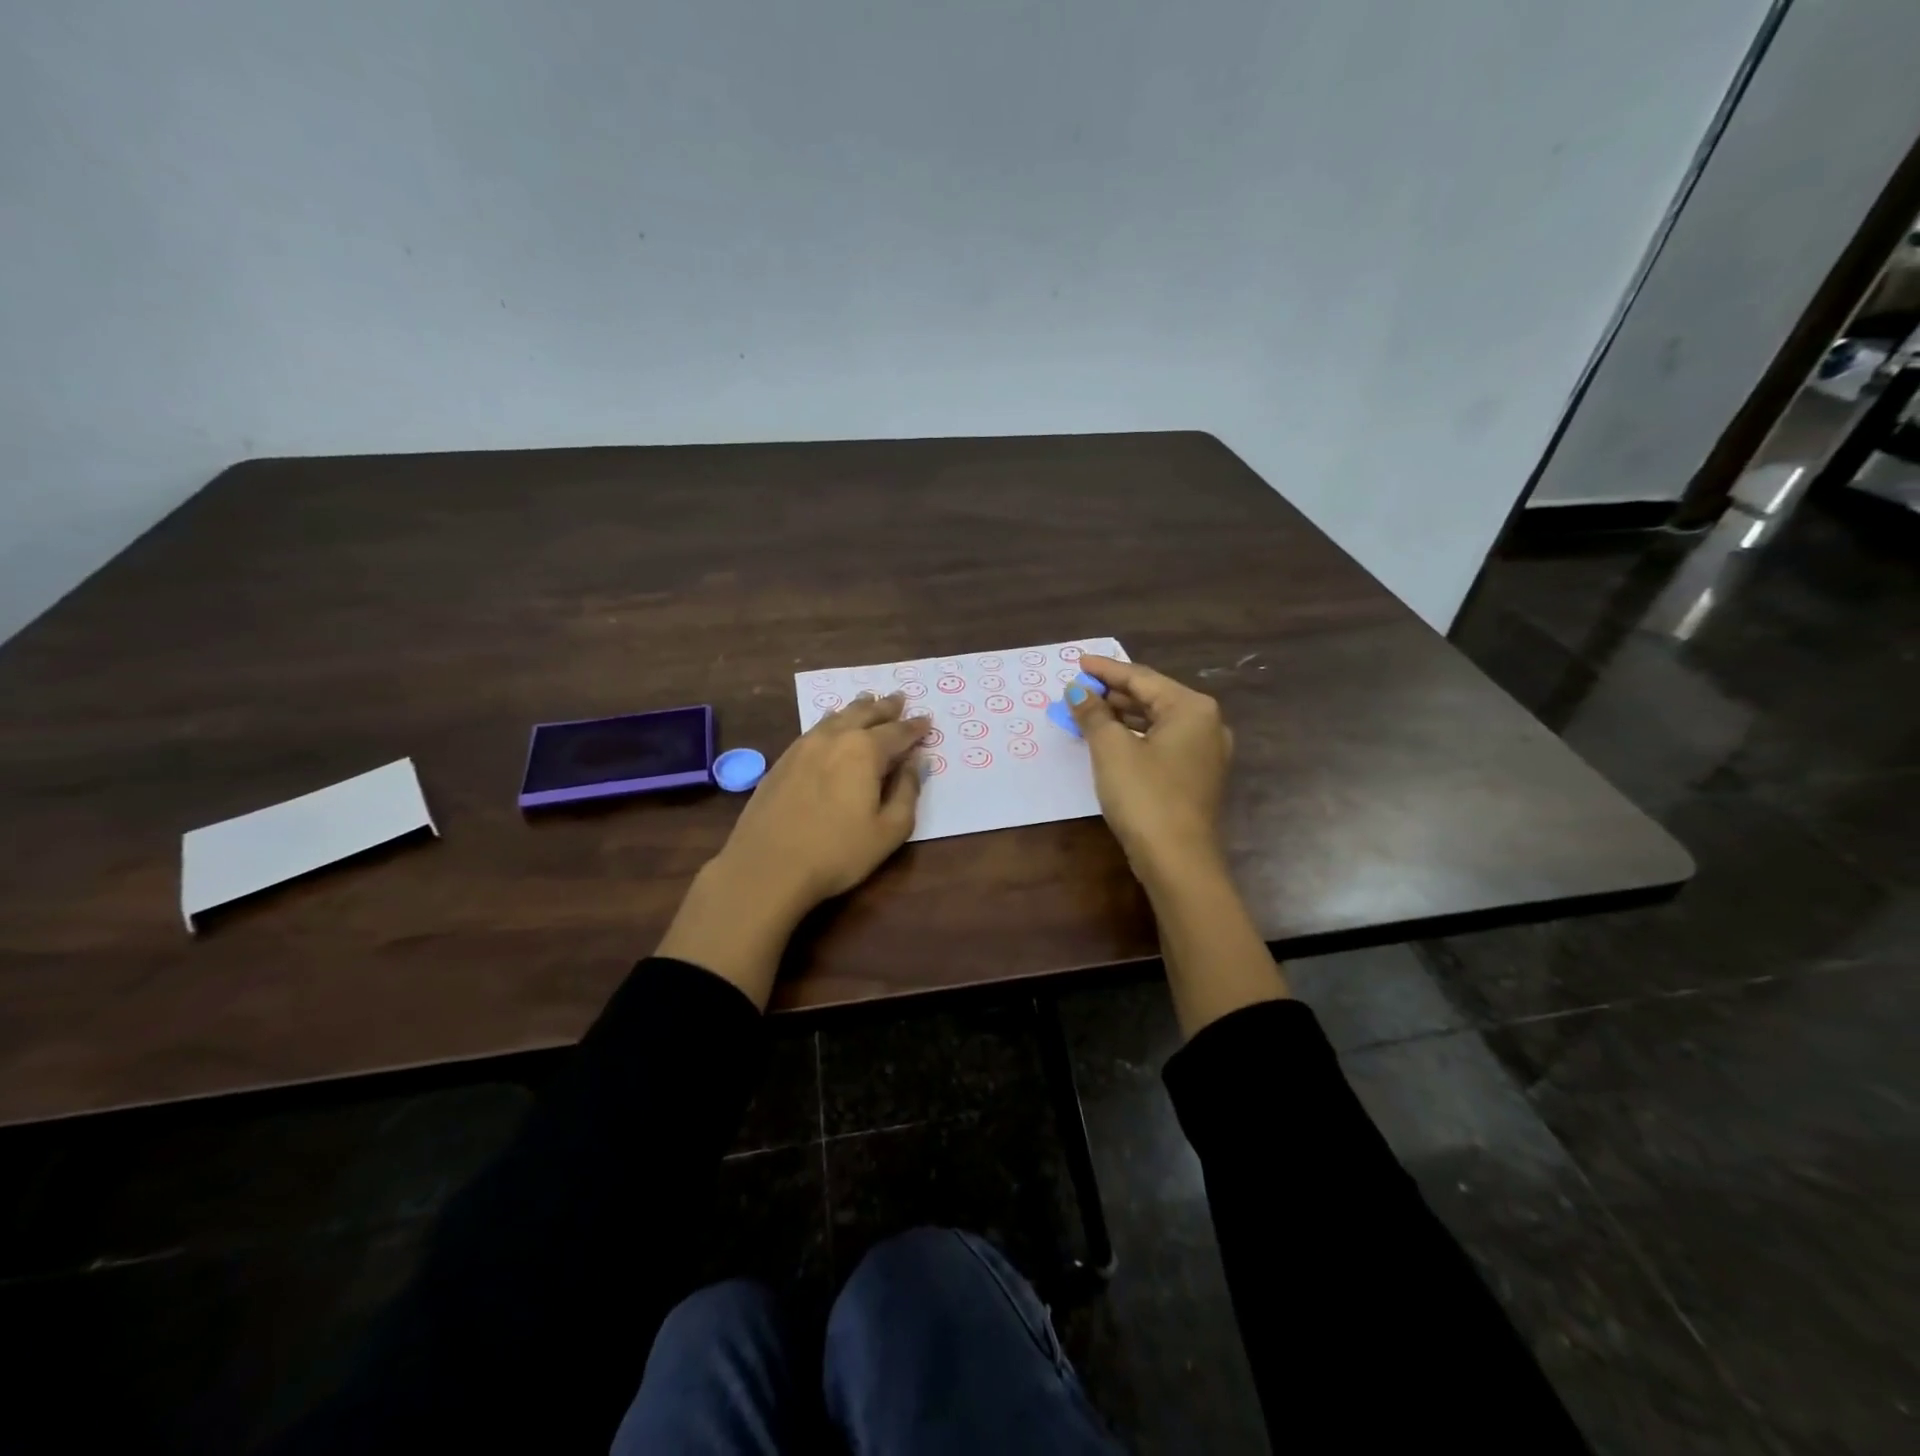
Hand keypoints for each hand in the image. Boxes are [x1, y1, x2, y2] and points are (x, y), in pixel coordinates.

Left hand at [658, 692, 926, 1007]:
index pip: (898, 732)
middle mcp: (835, 738)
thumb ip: (907, 791)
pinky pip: (815, 728)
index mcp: (865, 751)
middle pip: (866, 714)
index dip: (915, 727)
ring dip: (858, 708)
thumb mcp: (889, 830)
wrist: (767, 866)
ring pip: (837, 716)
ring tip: (869, 700)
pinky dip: (832, 720)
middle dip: (886, 707)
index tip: (928, 720)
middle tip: (900, 698)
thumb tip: (917, 761)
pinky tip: (831, 723)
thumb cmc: (837, 852)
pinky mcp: (783, 760)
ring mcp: (804, 746)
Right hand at [1070, 657, 1283, 1034]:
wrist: (1179, 862)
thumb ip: (1093, 714)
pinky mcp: (1198, 777)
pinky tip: (1111, 742)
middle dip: (1113, 694)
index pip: (1141, 678)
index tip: (1077, 662)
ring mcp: (1206, 753)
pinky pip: (1163, 744)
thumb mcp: (1111, 750)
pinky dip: (1135, 738)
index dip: (1106, 670)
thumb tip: (1076, 691)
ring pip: (1157, 723)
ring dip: (1122, 717)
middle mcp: (1206, 724)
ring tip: (1088, 713)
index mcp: (1191, 708)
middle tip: (1078, 690)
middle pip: (1153, 698)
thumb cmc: (1145, 796)